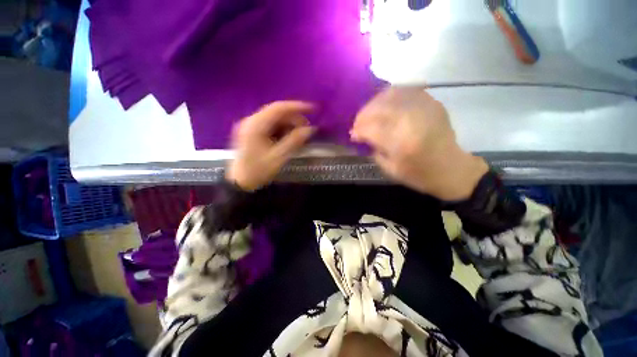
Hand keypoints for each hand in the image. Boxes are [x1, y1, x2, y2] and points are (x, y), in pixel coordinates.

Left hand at [226, 101, 315, 190]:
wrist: (241, 183)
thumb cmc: (258, 171)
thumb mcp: (278, 157)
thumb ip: (294, 141)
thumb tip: (310, 129)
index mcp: (255, 125)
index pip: (278, 108)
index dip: (296, 106)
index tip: (312, 109)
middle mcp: (250, 121)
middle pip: (275, 113)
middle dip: (293, 118)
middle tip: (307, 128)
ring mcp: (249, 126)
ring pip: (273, 119)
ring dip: (288, 125)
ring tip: (299, 135)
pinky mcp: (251, 132)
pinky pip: (269, 126)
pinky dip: (280, 130)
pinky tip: (287, 138)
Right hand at [351, 87, 487, 200]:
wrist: (451, 169)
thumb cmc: (418, 174)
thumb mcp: (390, 168)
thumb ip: (374, 149)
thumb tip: (361, 136)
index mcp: (402, 142)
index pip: (371, 129)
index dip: (358, 130)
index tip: (353, 135)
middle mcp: (413, 120)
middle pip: (379, 108)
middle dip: (363, 115)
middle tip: (358, 123)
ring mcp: (424, 108)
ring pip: (391, 94)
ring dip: (374, 103)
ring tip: (369, 113)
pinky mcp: (432, 102)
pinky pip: (406, 90)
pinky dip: (390, 96)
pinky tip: (385, 105)